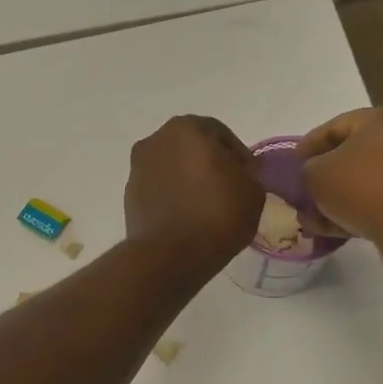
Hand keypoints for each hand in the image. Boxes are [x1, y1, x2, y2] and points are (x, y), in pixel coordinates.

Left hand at [124, 115, 263, 273]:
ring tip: (206, 206)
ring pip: (172, 169)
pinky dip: (172, 198)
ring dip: (188, 181)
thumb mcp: (253, 191)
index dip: (238, 156)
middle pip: (191, 149)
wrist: (170, 254)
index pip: (219, 134)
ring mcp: (137, 169)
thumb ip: (247, 173)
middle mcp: (155, 141)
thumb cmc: (217, 214)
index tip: (248, 177)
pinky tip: (186, 218)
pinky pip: (159, 191)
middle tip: (227, 189)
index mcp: (186, 128)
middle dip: (208, 164)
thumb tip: (237, 174)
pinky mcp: (129, 197)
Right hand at [296, 107, 382, 279]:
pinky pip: (381, 203)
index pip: (334, 127)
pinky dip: (357, 213)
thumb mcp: (317, 175)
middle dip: (322, 177)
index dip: (306, 146)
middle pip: (352, 155)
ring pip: (365, 183)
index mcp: (382, 118)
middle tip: (300, 195)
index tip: (288, 166)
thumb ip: (307, 170)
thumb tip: (313, 174)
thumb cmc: (365, 188)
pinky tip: (334, 231)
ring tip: (312, 221)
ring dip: (337, 200)